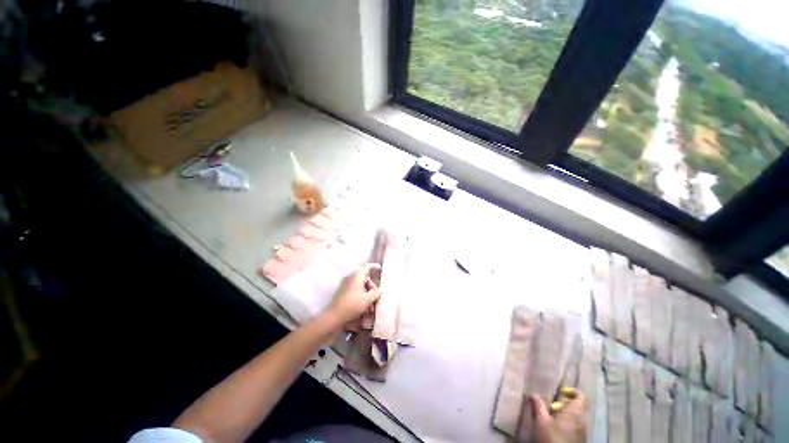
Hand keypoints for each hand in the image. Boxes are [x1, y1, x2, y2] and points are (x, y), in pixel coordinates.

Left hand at [326, 263, 382, 324]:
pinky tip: (364, 307)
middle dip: (371, 286)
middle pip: (364, 278)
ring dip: (366, 293)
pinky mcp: (342, 292)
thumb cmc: (352, 305)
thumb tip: (381, 289)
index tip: (379, 268)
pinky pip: (354, 290)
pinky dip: (360, 295)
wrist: (334, 316)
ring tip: (370, 305)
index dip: (373, 266)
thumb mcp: (367, 300)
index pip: (366, 266)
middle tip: (375, 296)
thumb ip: (376, 293)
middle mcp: (350, 278)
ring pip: (360, 285)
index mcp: (357, 277)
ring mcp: (345, 285)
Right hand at [530, 388, 586, 442]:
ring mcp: (584, 431)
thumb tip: (534, 393)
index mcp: (575, 412)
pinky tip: (558, 427)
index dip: (572, 391)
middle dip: (567, 403)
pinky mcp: (581, 439)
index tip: (561, 392)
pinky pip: (578, 425)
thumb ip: (539, 405)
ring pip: (579, 416)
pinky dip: (570, 422)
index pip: (581, 396)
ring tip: (554, 416)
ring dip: (568, 413)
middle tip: (554, 405)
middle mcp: (583, 420)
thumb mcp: (541, 420)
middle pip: (580, 406)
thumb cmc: (551, 437)